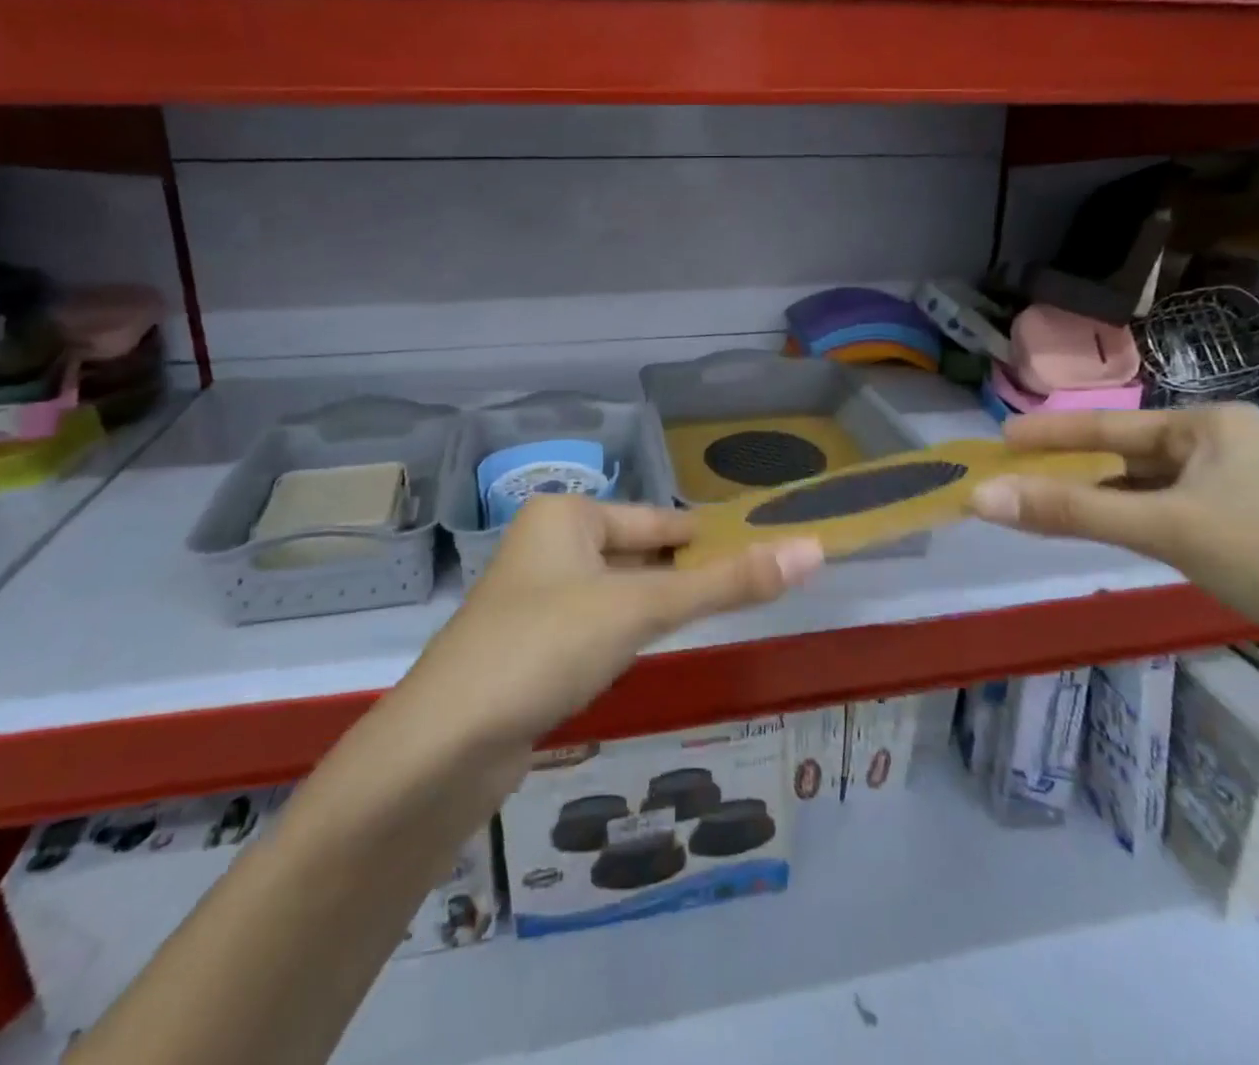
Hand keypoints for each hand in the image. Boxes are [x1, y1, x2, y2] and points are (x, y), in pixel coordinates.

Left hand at [399, 497, 823, 753]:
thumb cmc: (547, 644)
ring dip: (657, 604)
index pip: (657, 518)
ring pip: (615, 592)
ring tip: (712, 614)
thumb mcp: (642, 608)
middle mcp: (546, 545)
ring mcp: (534, 597)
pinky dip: (626, 633)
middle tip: (747, 585)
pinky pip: (594, 625)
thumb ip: (726, 583)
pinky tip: (648, 651)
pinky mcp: (528, 647)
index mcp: (566, 515)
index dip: (708, 534)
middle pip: (636, 553)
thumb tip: (813, 550)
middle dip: (685, 572)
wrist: (445, 743)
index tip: (757, 546)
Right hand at [967, 405, 1258, 657]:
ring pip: (1147, 489)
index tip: (1001, 437)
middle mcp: (1224, 448)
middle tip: (1014, 476)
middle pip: (1126, 456)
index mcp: (1211, 425)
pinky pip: (1168, 516)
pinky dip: (1130, 522)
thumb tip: (980, 496)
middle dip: (1071, 468)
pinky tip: (1106, 534)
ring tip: (1044, 505)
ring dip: (1098, 499)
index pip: (1110, 425)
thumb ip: (1070, 512)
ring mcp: (1239, 493)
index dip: (1051, 431)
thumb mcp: (1165, 527)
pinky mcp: (1248, 535)